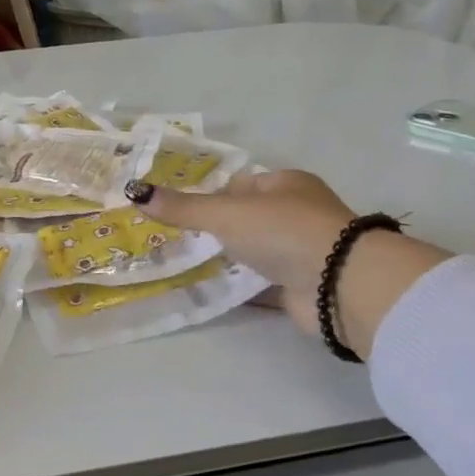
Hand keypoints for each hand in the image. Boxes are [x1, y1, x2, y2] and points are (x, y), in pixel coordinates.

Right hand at [129, 171, 449, 356]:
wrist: (338, 283)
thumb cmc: (283, 230)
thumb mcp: (225, 213)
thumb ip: (183, 207)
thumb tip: (135, 192)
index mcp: (285, 184)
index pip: (240, 185)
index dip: (210, 195)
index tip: (178, 212)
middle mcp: (297, 213)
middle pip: (248, 218)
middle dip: (217, 229)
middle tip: (178, 240)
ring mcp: (302, 250)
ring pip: (256, 251)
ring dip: (230, 258)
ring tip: (188, 264)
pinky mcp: (302, 285)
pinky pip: (263, 283)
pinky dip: (241, 287)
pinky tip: (213, 291)